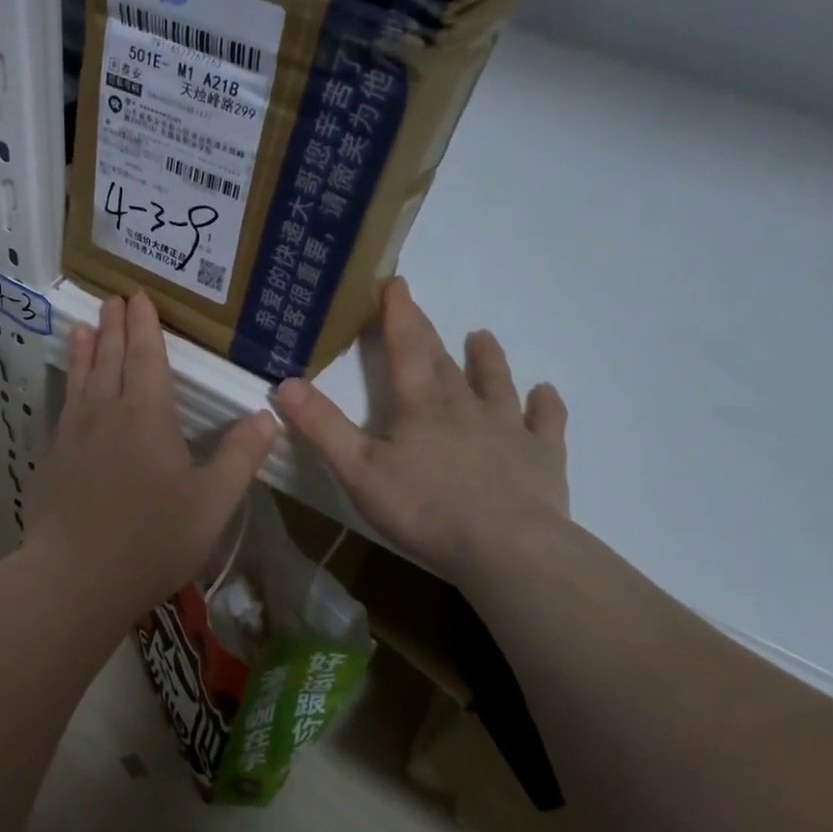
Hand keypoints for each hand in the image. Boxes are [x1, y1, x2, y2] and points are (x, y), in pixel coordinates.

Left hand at [27, 293, 278, 623]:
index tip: (139, 296)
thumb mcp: (212, 502)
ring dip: (86, 350)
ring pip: (81, 379)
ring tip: (85, 327)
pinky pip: (63, 408)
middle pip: (111, 358)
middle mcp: (106, 413)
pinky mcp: (52, 458)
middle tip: (114, 298)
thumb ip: (240, 456)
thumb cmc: (152, 539)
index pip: (147, 357)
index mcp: (147, 416)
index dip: (145, 325)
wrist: (75, 577)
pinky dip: (68, 387)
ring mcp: (73, 435)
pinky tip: (69, 392)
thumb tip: (269, 416)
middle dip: (116, 326)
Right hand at [273, 278, 568, 584]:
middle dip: (428, 333)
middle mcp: (466, 405)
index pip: (405, 347)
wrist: (506, 548)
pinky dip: (545, 405)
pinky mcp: (541, 456)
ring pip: (497, 383)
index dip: (398, 314)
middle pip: (444, 361)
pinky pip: (545, 422)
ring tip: (483, 337)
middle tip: (420, 308)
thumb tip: (286, 383)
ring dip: (488, 359)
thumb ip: (321, 426)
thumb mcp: (357, 470)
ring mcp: (509, 428)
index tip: (396, 283)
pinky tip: (546, 394)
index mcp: (420, 404)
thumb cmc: (424, 508)